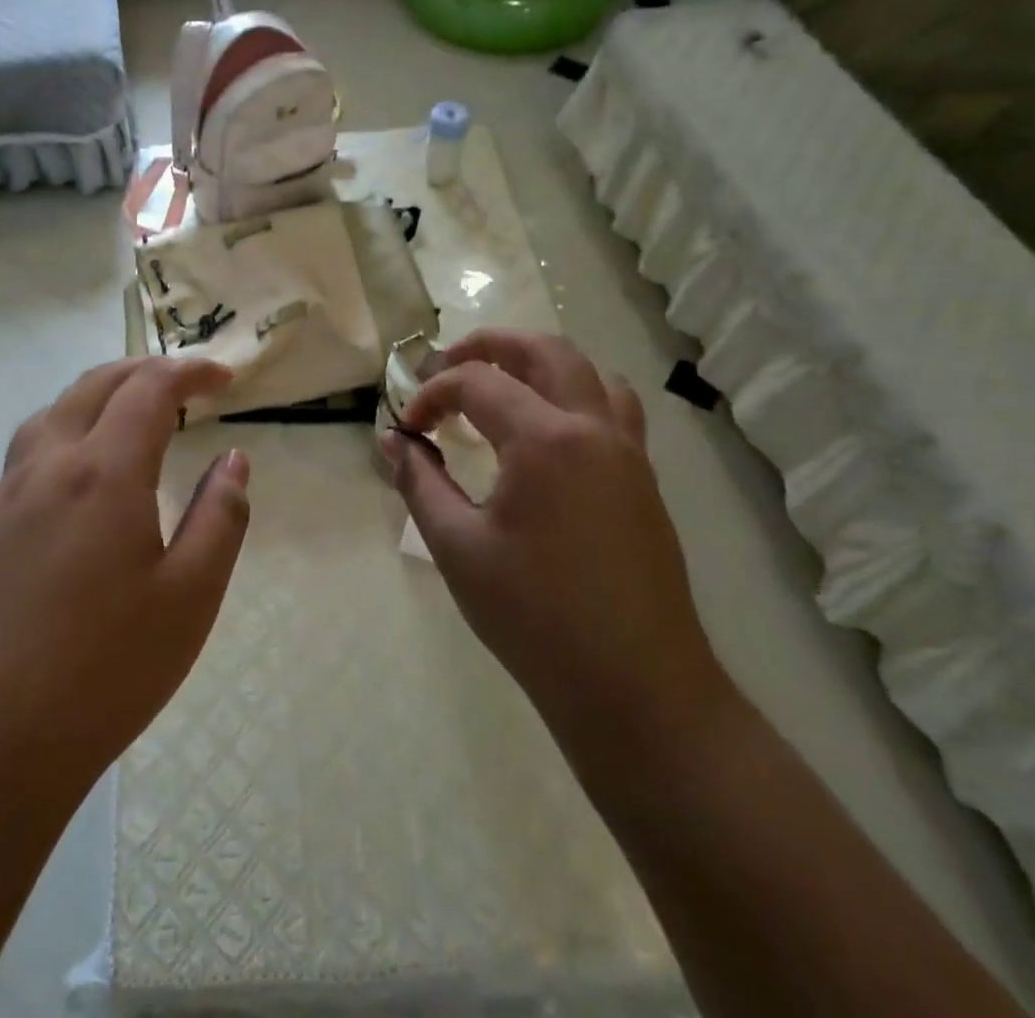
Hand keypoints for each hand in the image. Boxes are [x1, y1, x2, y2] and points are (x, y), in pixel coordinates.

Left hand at [0, 358, 251, 812]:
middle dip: (141, 371)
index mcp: (103, 473)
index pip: (149, 389)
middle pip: (92, 387)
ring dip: (93, 399)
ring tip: (124, 417)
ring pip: (47, 418)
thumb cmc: (103, 673)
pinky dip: (54, 444)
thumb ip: (219, 517)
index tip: (224, 376)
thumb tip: (233, 460)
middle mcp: (46, 469)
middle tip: (182, 383)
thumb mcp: (190, 598)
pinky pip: (18, 465)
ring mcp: (1, 502)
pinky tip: (64, 486)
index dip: (189, 371)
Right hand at [383, 331, 725, 742]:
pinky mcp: (643, 478)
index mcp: (545, 439)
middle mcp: (593, 427)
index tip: (407, 428)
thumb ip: (420, 481)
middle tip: (447, 367)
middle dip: (489, 346)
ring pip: (588, 370)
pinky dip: (575, 392)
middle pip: (544, 350)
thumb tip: (391, 440)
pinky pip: (613, 406)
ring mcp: (627, 450)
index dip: (431, 395)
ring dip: (538, 363)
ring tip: (501, 385)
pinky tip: (549, 429)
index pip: (476, 383)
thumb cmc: (535, 617)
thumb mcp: (458, 547)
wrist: (635, 687)